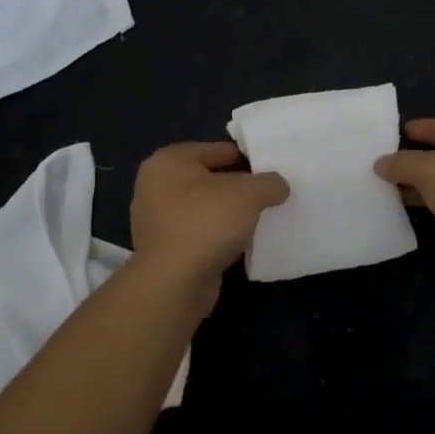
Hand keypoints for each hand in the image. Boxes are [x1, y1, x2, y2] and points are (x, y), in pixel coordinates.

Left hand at [130, 142, 289, 312]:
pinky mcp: (163, 248)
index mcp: (169, 160)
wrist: (174, 283)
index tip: (273, 171)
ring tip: (260, 219)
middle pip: (211, 178)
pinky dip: (218, 235)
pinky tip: (241, 242)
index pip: (218, 150)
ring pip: (205, 207)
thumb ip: (269, 182)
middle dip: (239, 187)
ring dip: (229, 213)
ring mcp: (156, 219)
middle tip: (270, 195)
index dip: (249, 158)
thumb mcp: (250, 193)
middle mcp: (156, 185)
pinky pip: (199, 232)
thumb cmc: (207, 222)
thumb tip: (278, 186)